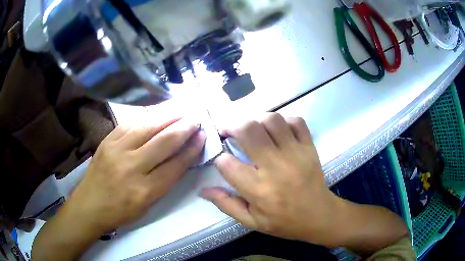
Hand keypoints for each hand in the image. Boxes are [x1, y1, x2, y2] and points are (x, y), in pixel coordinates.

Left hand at [69, 118, 205, 232]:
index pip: (175, 165)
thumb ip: (165, 181)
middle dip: (184, 128)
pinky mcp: (107, 140)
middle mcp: (131, 167)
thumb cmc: (121, 210)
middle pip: (164, 142)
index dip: (192, 149)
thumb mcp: (148, 204)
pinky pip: (131, 123)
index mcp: (144, 191)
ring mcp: (116, 150)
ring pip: (148, 126)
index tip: (202, 137)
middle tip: (196, 120)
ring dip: (169, 117)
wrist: (89, 204)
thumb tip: (182, 156)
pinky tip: (158, 113)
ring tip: (182, 111)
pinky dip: (148, 117)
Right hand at [202, 113, 336, 244]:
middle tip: (230, 132)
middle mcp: (275, 167)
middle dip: (233, 126)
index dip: (219, 157)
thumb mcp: (252, 221)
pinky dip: (284, 121)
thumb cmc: (284, 222)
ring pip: (272, 120)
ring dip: (257, 121)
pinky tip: (278, 131)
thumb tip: (203, 190)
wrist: (319, 216)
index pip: (227, 163)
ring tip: (254, 130)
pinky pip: (296, 122)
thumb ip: (227, 205)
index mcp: (259, 190)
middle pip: (248, 130)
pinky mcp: (309, 147)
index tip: (222, 158)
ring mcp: (295, 154)